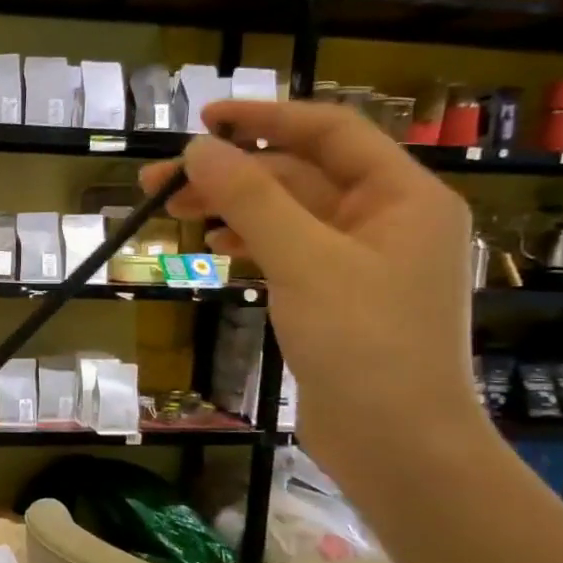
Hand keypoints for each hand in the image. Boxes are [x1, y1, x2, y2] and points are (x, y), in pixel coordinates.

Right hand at [140, 100, 484, 492]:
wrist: (397, 445)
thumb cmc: (364, 345)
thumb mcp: (303, 262)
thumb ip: (252, 199)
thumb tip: (199, 149)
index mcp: (402, 197)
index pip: (330, 132)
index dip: (265, 118)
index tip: (203, 121)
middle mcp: (386, 219)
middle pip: (299, 175)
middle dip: (231, 174)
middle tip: (159, 182)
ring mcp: (361, 261)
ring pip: (287, 215)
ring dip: (232, 207)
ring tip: (173, 212)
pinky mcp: (337, 297)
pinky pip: (288, 251)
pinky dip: (249, 242)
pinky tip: (214, 245)